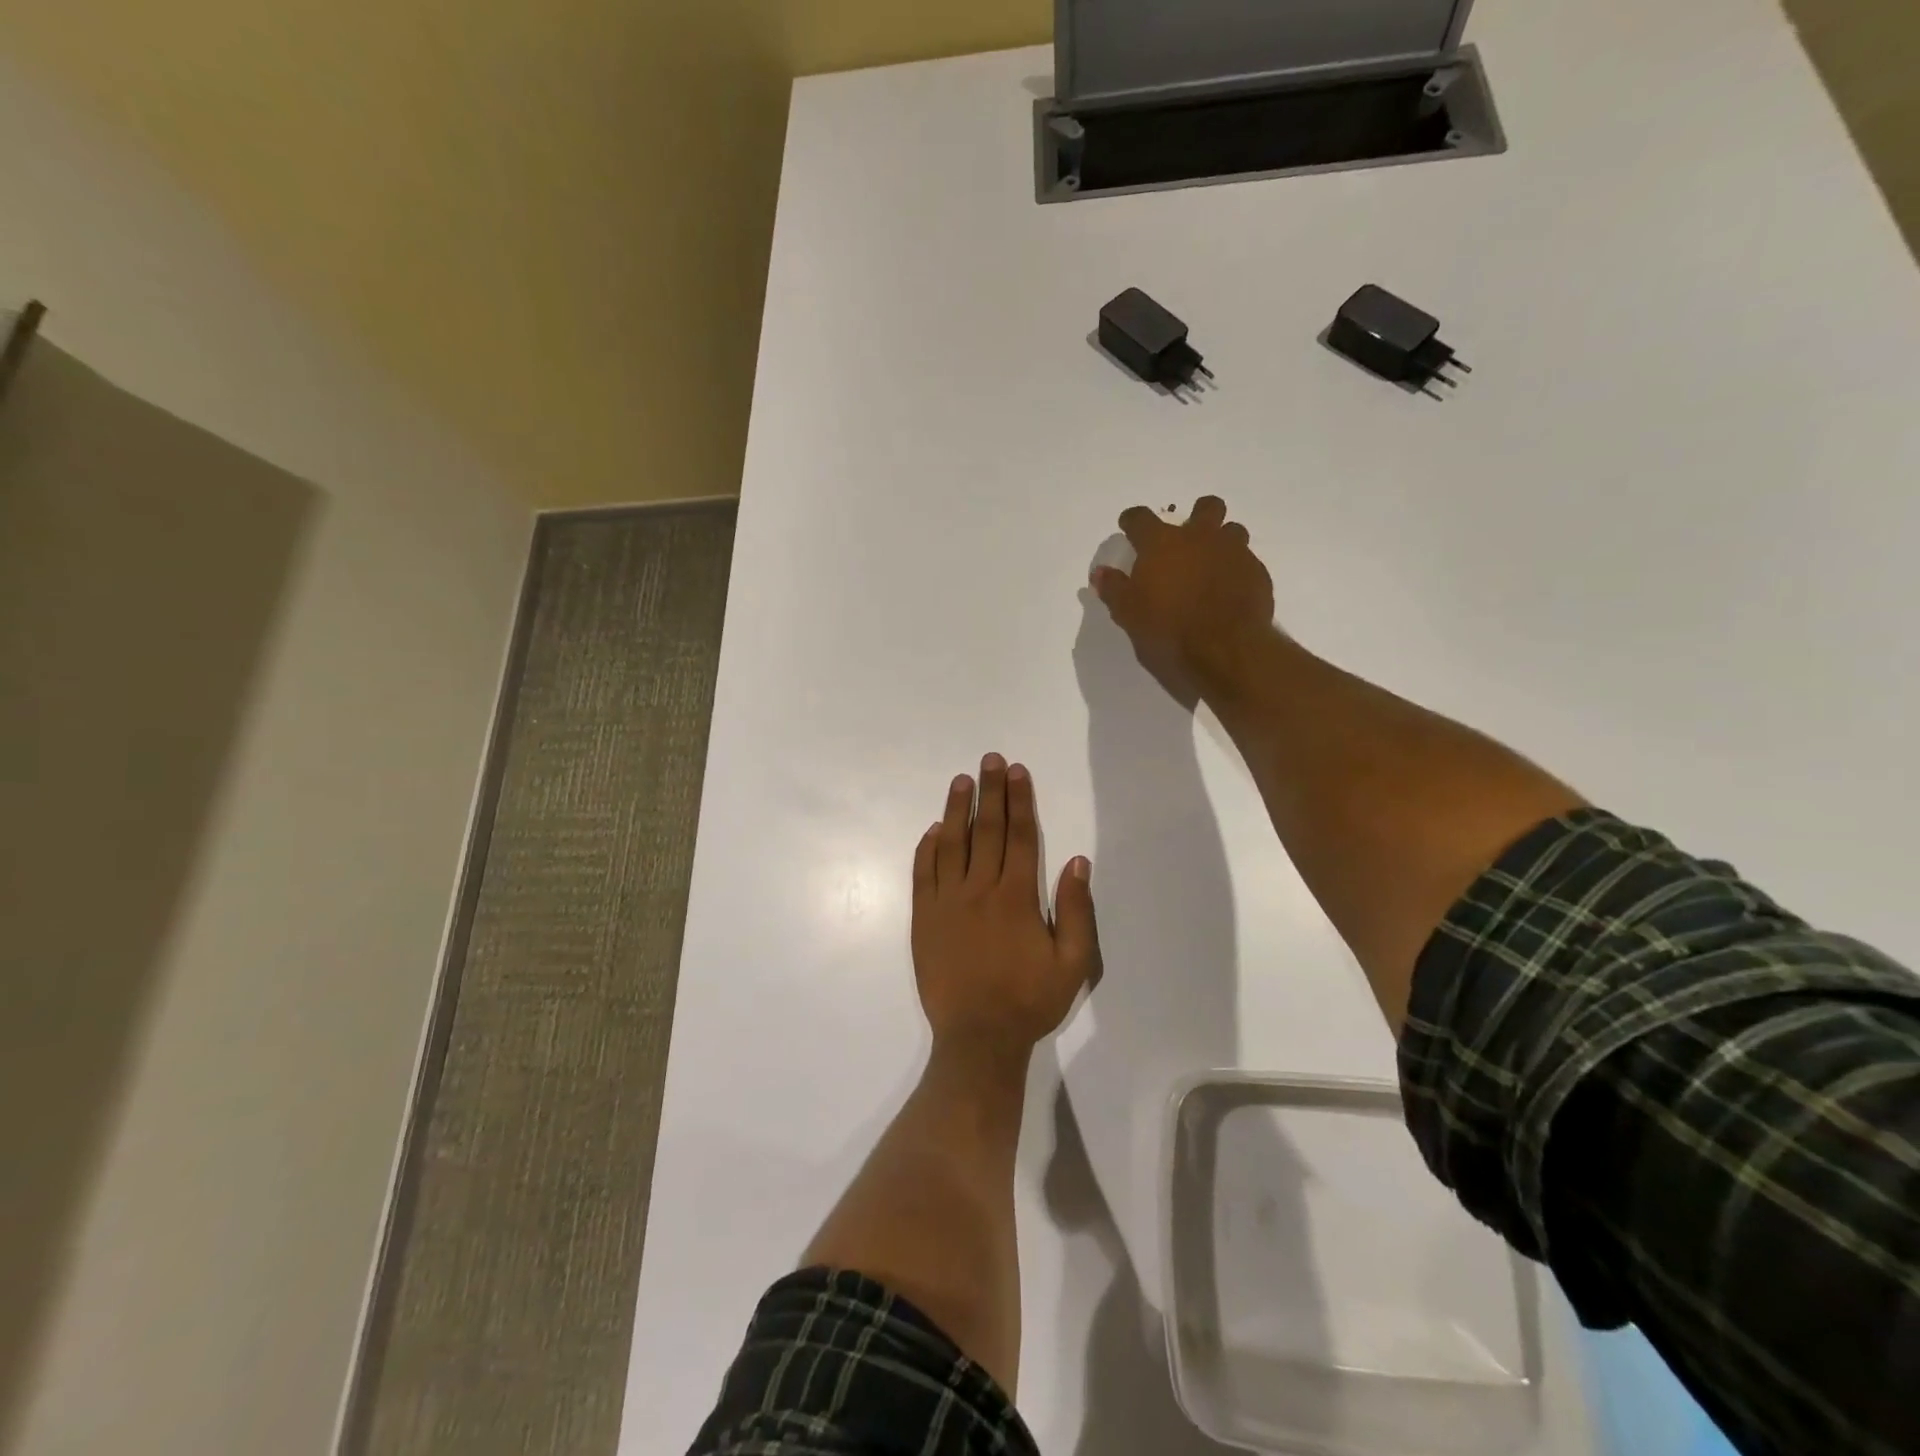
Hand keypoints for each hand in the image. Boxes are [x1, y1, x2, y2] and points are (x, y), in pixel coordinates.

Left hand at [911, 754, 1101, 1059]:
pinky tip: (934, 829)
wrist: (977, 1038)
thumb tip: (1076, 861)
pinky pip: (923, 874)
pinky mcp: (923, 918)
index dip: (1019, 801)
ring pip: (951, 845)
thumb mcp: (1073, 964)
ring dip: (957, 810)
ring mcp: (946, 903)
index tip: (1018, 772)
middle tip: (991, 760)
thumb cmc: (1029, 1001)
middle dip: (991, 792)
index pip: (1019, 837)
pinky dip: (928, 848)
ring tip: (962, 780)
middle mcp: (979, 890)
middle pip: (985, 831)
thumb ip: (1076, 910)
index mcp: (1016, 897)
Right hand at [1090, 495, 1275, 703]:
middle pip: (1205, 507)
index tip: (1128, 527)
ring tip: (1211, 565)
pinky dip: (1235, 570)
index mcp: (1162, 544)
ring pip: (1232, 531)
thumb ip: (1114, 589)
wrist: (1225, 651)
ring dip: (1221, 541)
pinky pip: (1246, 561)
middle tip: (1186, 539)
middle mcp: (1200, 538)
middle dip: (1196, 516)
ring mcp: (1234, 553)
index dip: (1132, 521)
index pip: (1141, 518)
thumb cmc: (1168, 631)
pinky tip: (1228, 590)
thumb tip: (1100, 573)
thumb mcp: (1129, 614)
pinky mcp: (1257, 574)